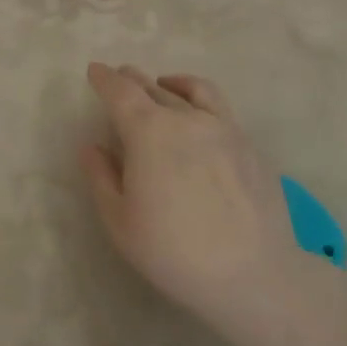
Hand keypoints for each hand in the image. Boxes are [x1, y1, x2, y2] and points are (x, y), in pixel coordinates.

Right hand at [79, 63, 315, 336]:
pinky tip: (198, 114)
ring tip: (161, 85)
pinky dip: (199, 99)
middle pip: (154, 88)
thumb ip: (101, 177)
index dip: (105, 79)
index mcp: (148, 132)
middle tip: (121, 77)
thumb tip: (92, 147)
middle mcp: (186, 119)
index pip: (121, 92)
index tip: (95, 70)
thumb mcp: (120, 221)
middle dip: (133, 80)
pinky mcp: (249, 146)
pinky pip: (219, 108)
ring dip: (169, 85)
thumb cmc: (174, 251)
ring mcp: (224, 129)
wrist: (254, 275)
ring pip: (191, 92)